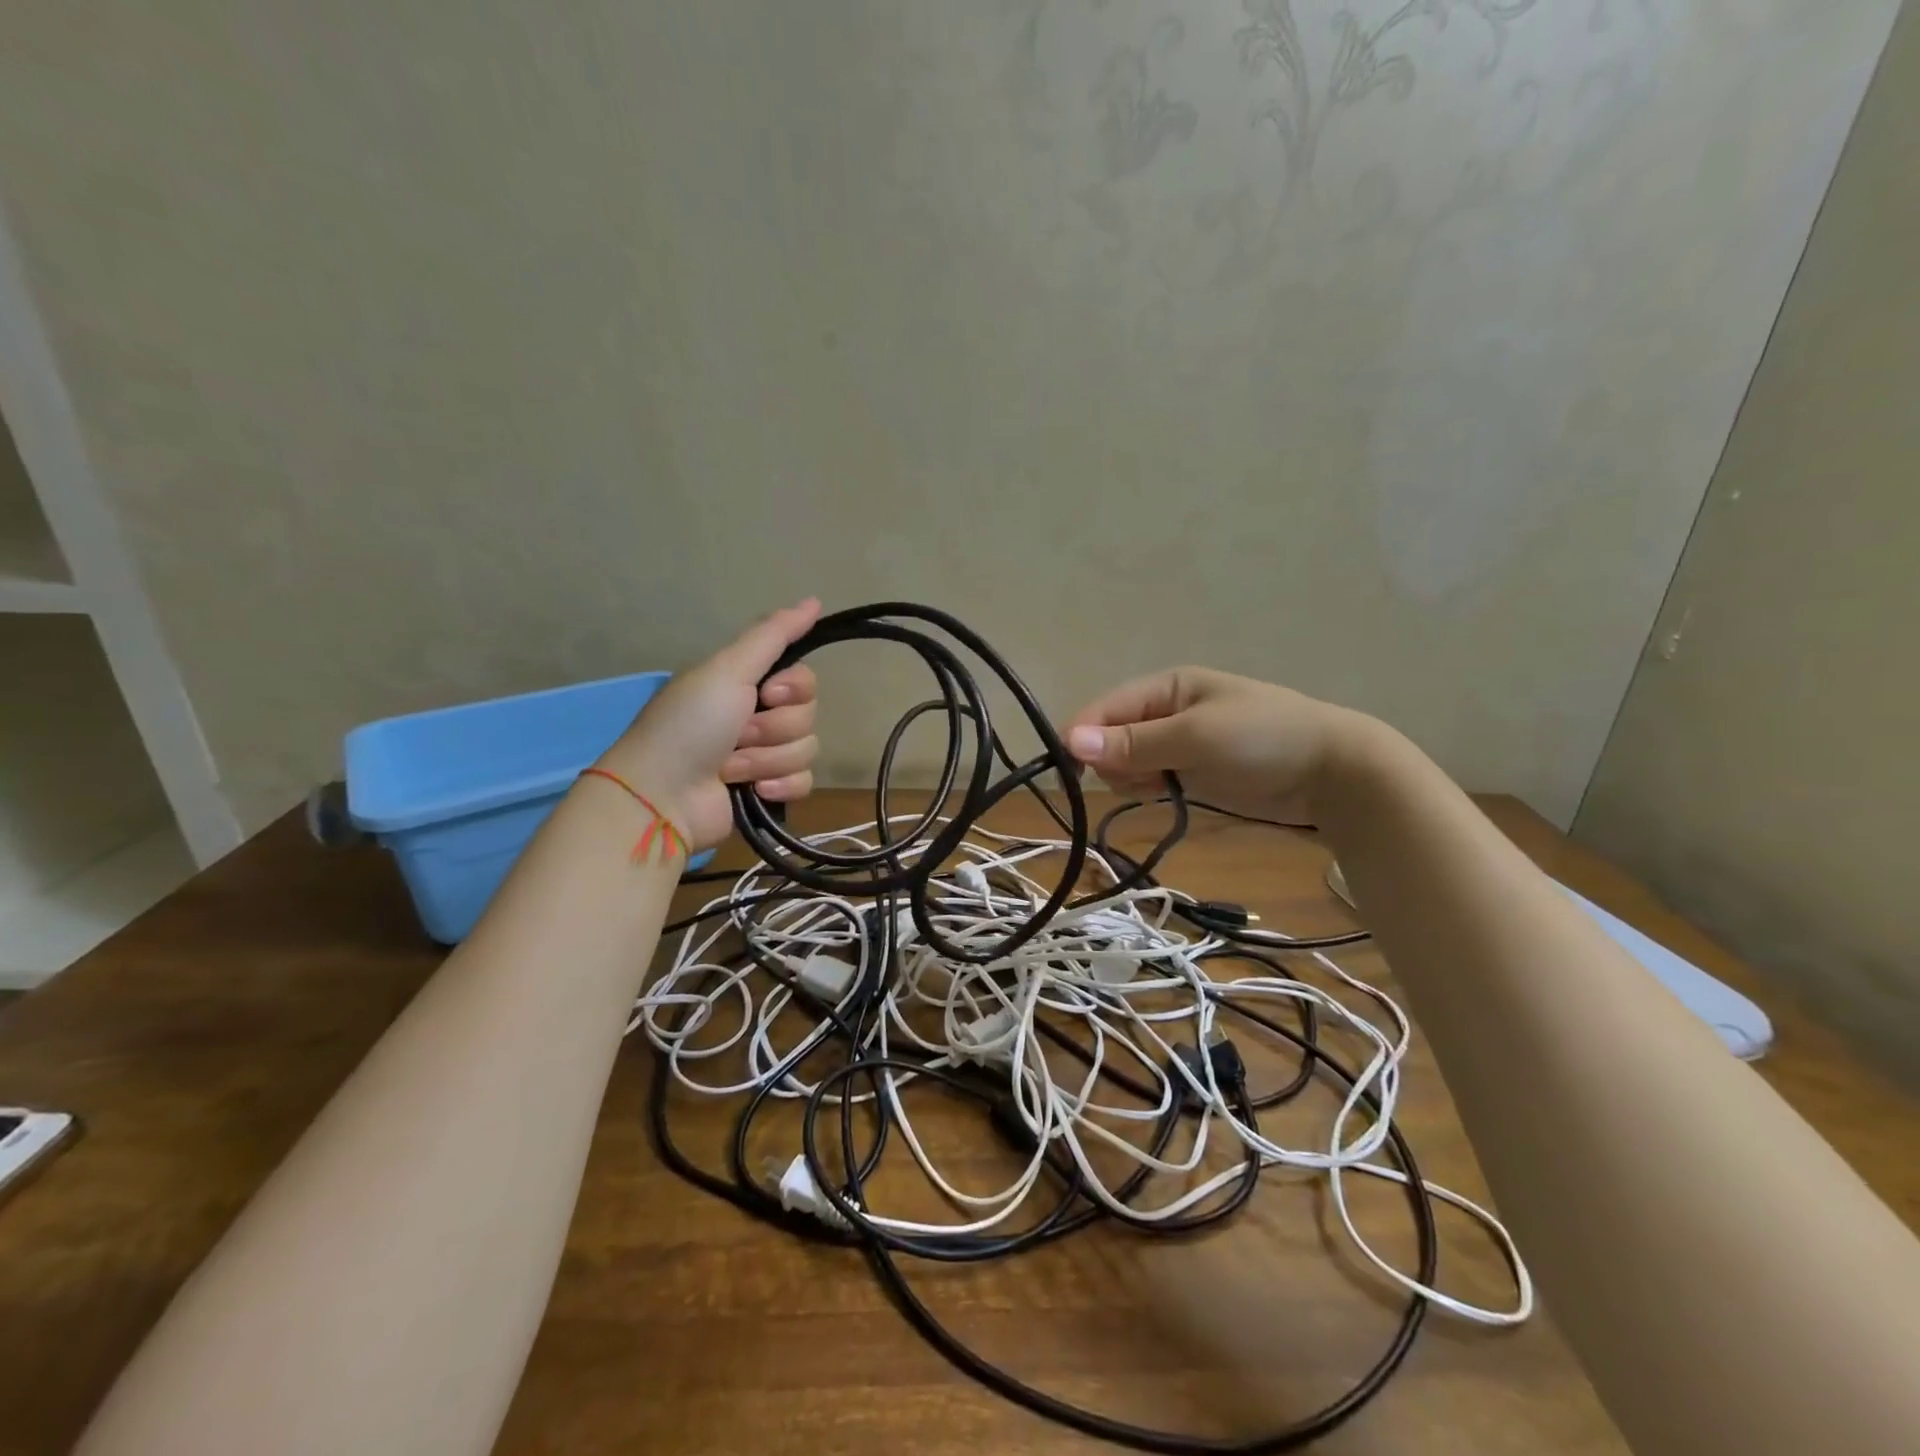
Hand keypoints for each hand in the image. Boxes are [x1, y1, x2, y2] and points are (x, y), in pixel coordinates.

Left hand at [595, 599, 820, 849]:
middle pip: (808, 716)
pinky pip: (803, 783)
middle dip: (773, 729)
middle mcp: (758, 717)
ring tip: (731, 768)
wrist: (662, 795)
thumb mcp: (726, 670)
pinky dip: (779, 787)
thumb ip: (773, 635)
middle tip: (736, 736)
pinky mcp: (768, 793)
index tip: (765, 695)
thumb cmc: (689, 726)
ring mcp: (763, 757)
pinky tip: (754, 791)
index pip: (805, 680)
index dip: (794, 689)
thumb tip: (815, 600)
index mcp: (748, 685)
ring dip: (767, 760)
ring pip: (806, 751)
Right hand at [1064, 667, 1360, 823]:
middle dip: (1112, 759)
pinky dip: (1147, 786)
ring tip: (1157, 786)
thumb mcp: (1195, 737)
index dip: (1084, 735)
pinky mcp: (1191, 769)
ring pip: (1127, 759)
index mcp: (1167, 686)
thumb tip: (1069, 741)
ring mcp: (1179, 741)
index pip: (1106, 707)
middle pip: (1111, 734)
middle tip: (1136, 778)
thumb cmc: (1263, 739)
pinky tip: (1162, 794)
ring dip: (1129, 776)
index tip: (1070, 770)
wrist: (1333, 772)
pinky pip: (1149, 775)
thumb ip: (1134, 743)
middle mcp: (1167, 710)